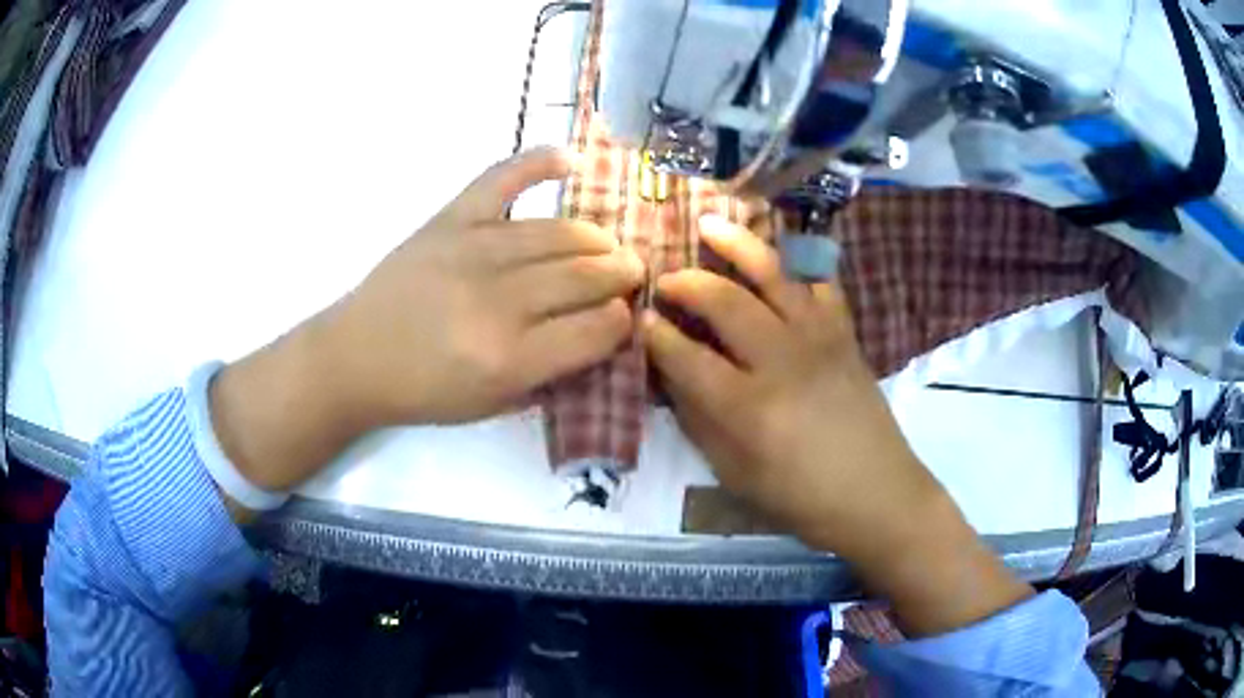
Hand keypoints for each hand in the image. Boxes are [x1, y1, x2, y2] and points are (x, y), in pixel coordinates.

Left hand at [210, 148, 642, 496]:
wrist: (355, 357)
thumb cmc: (425, 391)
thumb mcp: (494, 404)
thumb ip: (552, 371)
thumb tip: (602, 331)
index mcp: (510, 359)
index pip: (597, 329)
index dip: (622, 321)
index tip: (624, 317)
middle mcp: (498, 302)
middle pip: (586, 276)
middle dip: (622, 274)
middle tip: (630, 274)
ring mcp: (472, 251)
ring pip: (560, 233)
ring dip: (597, 238)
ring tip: (607, 245)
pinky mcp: (449, 220)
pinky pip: (502, 178)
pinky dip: (539, 162)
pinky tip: (571, 161)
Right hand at [643, 215, 1031, 635]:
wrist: (877, 493)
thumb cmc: (801, 497)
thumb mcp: (735, 473)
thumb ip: (699, 421)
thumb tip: (671, 376)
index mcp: (748, 407)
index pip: (687, 357)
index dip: (656, 335)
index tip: (638, 319)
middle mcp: (782, 360)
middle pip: (725, 302)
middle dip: (687, 283)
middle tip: (665, 281)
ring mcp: (819, 339)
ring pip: (773, 275)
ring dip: (737, 245)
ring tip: (710, 224)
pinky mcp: (845, 333)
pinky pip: (821, 283)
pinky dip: (799, 260)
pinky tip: (780, 251)